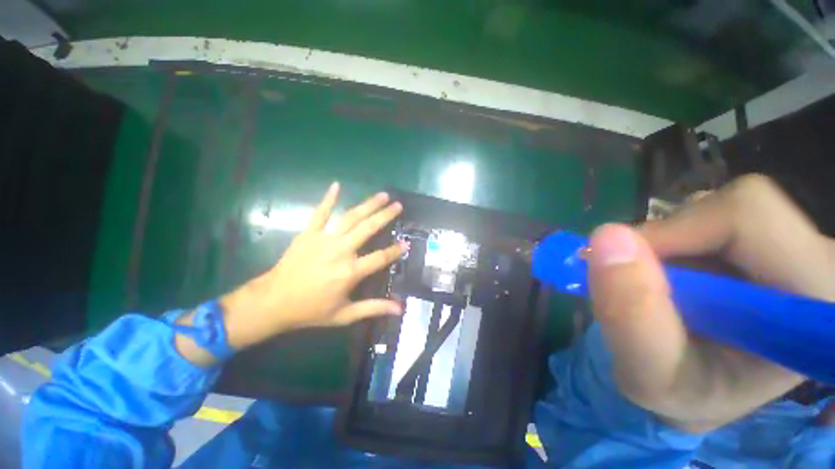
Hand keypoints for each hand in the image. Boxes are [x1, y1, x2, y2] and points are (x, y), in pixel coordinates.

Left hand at [177, 183, 404, 365]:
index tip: (406, 243)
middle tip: (398, 205)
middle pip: (368, 229)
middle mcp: (341, 251)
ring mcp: (324, 239)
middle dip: (385, 216)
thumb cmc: (311, 310)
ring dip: (368, 205)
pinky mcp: (308, 234)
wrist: (273, 302)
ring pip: (350, 217)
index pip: (380, 257)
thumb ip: (373, 308)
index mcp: (350, 271)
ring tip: (383, 195)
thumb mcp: (345, 314)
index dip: (395, 250)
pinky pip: (319, 213)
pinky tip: (336, 185)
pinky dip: (328, 198)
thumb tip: (399, 309)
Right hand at [587, 174, 834, 432]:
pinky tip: (679, 279)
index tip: (629, 269)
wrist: (705, 390)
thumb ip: (630, 315)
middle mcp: (820, 261)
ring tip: (665, 289)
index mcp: (815, 302)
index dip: (674, 234)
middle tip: (644, 283)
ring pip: (716, 208)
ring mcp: (799, 245)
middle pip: (736, 205)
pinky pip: (711, 216)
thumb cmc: (686, 393)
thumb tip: (605, 236)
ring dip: (670, 244)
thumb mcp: (650, 375)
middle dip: (669, 241)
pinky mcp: (773, 239)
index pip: (748, 218)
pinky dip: (676, 243)